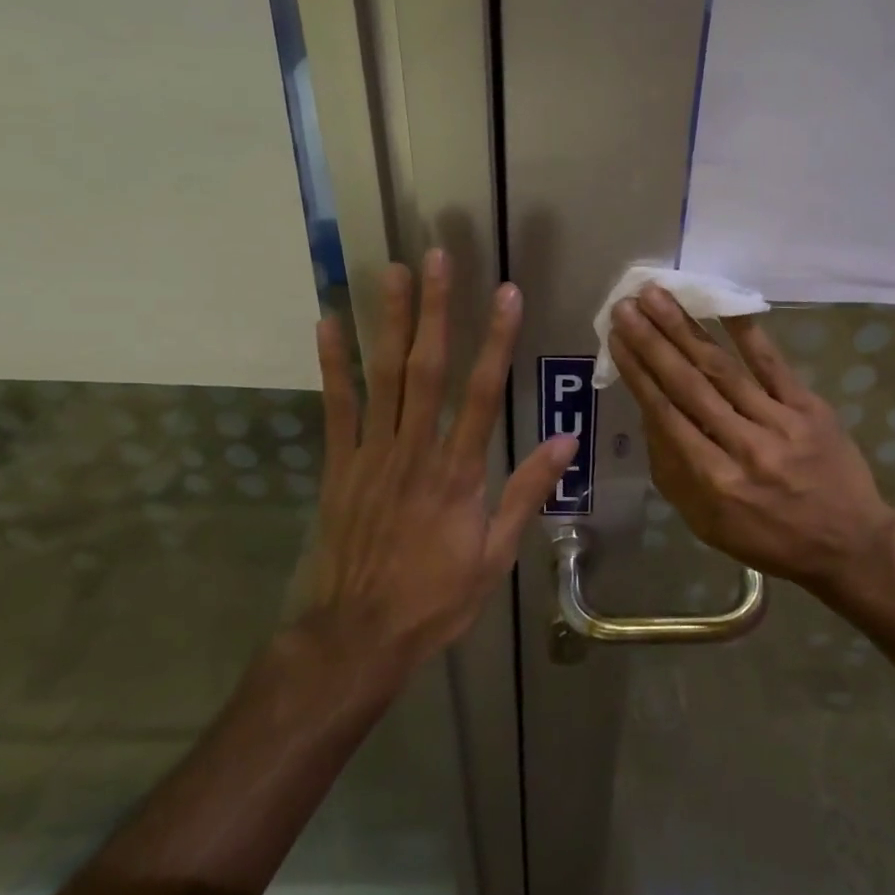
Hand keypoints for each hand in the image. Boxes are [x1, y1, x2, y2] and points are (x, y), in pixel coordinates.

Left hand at [299, 251, 576, 669]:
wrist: (356, 636)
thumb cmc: (434, 598)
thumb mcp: (495, 555)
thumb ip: (527, 493)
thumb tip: (566, 442)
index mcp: (458, 472)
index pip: (482, 393)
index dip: (496, 340)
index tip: (507, 294)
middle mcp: (414, 451)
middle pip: (427, 368)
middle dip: (436, 310)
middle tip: (439, 258)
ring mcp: (371, 454)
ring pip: (383, 376)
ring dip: (388, 321)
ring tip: (393, 272)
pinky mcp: (338, 465)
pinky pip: (336, 406)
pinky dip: (333, 364)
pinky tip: (328, 323)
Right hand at [607, 286, 894, 606]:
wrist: (848, 545)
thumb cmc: (768, 538)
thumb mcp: (706, 523)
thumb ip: (673, 471)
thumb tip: (650, 414)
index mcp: (713, 481)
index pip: (666, 415)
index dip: (638, 372)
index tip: (616, 337)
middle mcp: (742, 447)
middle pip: (688, 384)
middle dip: (652, 341)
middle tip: (626, 305)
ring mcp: (779, 423)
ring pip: (723, 369)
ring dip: (686, 329)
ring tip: (658, 296)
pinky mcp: (810, 408)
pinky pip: (773, 365)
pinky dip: (747, 334)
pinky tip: (723, 304)